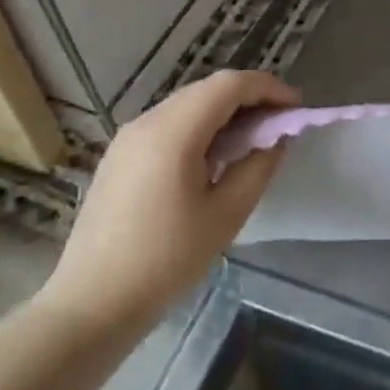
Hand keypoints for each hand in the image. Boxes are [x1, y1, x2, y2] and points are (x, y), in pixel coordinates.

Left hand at [37, 70, 298, 337]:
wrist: (92, 304)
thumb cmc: (167, 260)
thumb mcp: (227, 213)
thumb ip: (259, 165)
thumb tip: (277, 136)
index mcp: (173, 132)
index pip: (230, 85)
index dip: (268, 88)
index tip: (297, 108)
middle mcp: (147, 122)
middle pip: (208, 89)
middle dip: (250, 98)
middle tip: (281, 124)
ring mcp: (128, 138)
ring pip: (189, 104)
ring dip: (226, 112)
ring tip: (254, 140)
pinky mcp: (120, 156)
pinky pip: (170, 123)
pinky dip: (202, 126)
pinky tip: (216, 156)